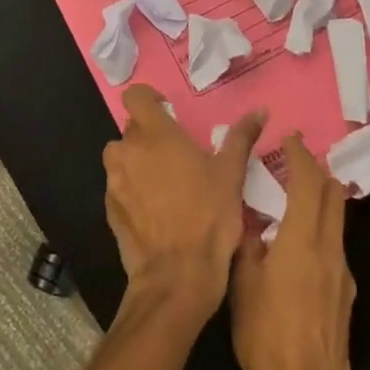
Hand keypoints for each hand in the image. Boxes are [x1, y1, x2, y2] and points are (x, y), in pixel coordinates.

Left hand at [102, 85, 264, 313]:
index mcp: (155, 134)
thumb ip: (241, 136)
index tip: (167, 112)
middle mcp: (127, 151)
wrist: (177, 274)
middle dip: (150, 136)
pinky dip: (132, 190)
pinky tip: (155, 210)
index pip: (135, 96)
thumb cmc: (209, 216)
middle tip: (177, 155)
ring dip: (138, 162)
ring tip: (165, 183)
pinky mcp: (109, 209)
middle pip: (131, 129)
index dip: (149, 99)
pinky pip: (118, 187)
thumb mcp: (231, 173)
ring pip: (122, 158)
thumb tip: (260, 110)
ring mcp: (113, 181)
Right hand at [229, 134, 369, 369]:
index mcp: (303, 239)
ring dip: (320, 198)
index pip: (309, 183)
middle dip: (316, 171)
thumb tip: (249, 223)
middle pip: (333, 195)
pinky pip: (334, 243)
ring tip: (292, 196)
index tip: (290, 139)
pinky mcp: (344, 292)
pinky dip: (320, 226)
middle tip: (293, 161)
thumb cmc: (268, 335)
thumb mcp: (242, 285)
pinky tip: (297, 243)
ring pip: (337, 219)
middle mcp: (330, 248)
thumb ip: (246, 246)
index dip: (300, 156)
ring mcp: (342, 271)